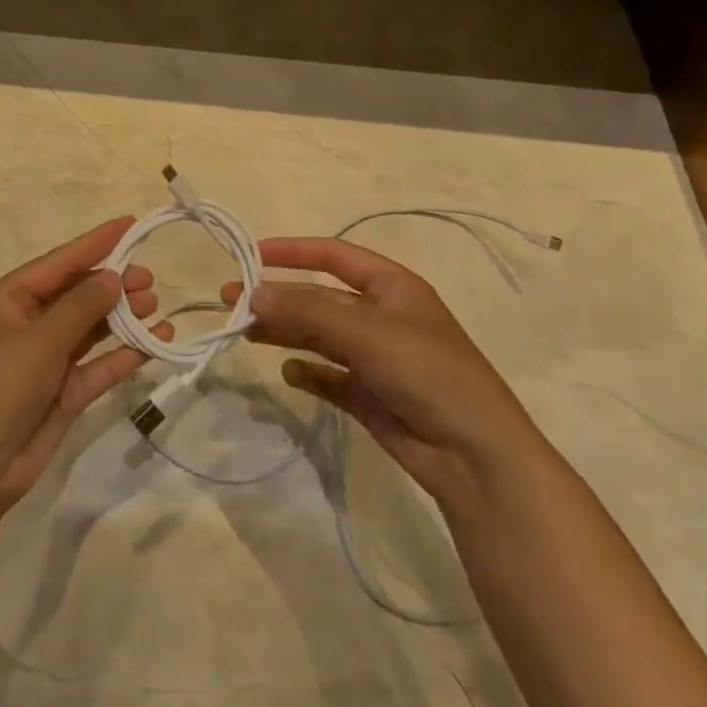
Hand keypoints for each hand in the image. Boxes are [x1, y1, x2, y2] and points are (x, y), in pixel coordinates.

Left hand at [0, 217, 172, 511]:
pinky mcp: (62, 393)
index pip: (60, 262)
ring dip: (122, 318)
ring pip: (91, 329)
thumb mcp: (37, 342)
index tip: (131, 224)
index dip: (96, 242)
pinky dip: (124, 355)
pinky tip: (154, 344)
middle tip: (151, 280)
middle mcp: (28, 324)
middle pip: (78, 294)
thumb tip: (113, 276)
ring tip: (156, 308)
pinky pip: (98, 365)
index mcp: (10, 300)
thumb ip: (80, 307)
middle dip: (114, 284)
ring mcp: (46, 360)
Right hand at [224, 237, 536, 501]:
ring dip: (284, 331)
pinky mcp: (369, 395)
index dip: (294, 251)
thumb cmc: (427, 373)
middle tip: (231, 300)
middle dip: (278, 296)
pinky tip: (290, 374)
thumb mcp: (367, 332)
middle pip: (319, 298)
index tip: (252, 254)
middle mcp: (382, 317)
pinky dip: (308, 372)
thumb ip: (307, 310)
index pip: (335, 256)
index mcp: (393, 287)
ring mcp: (375, 358)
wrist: (475, 455)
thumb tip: (253, 292)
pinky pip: (328, 376)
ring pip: (318, 336)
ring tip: (245, 332)